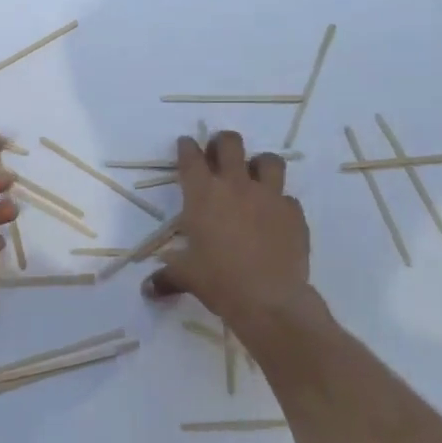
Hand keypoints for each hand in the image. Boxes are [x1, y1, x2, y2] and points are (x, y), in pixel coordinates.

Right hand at [142, 131, 333, 344]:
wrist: (269, 300)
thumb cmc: (218, 280)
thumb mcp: (185, 276)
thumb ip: (166, 276)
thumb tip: (147, 290)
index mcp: (202, 194)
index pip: (191, 157)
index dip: (186, 146)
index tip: (186, 144)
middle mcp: (236, 186)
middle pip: (230, 144)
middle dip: (222, 142)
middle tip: (218, 153)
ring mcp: (269, 197)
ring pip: (269, 161)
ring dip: (259, 164)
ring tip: (254, 176)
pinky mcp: (294, 214)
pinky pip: (287, 198)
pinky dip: (279, 203)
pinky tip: (274, 217)